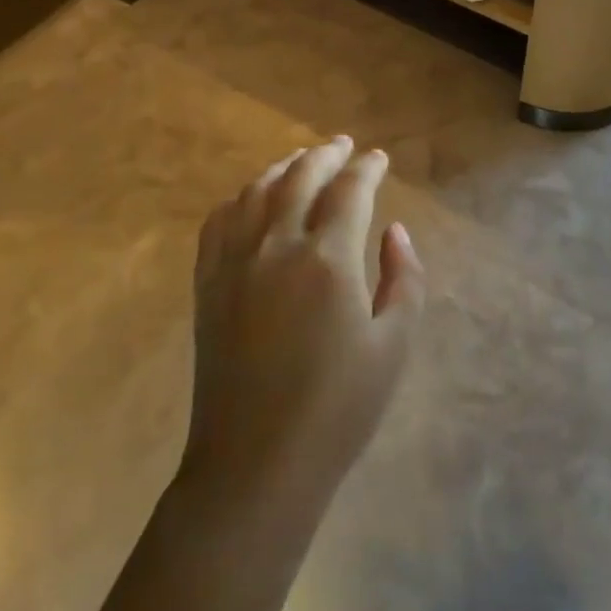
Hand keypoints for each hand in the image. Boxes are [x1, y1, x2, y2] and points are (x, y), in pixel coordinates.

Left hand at [182, 136, 426, 513]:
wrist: (255, 464)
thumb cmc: (337, 410)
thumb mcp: (393, 346)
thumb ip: (403, 279)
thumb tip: (394, 231)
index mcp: (328, 260)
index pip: (350, 190)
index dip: (367, 168)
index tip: (378, 158)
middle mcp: (278, 246)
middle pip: (301, 177)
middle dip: (326, 154)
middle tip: (343, 146)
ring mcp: (235, 262)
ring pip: (258, 191)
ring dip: (284, 167)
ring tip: (302, 161)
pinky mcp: (208, 283)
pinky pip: (220, 220)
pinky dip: (241, 197)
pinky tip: (253, 199)